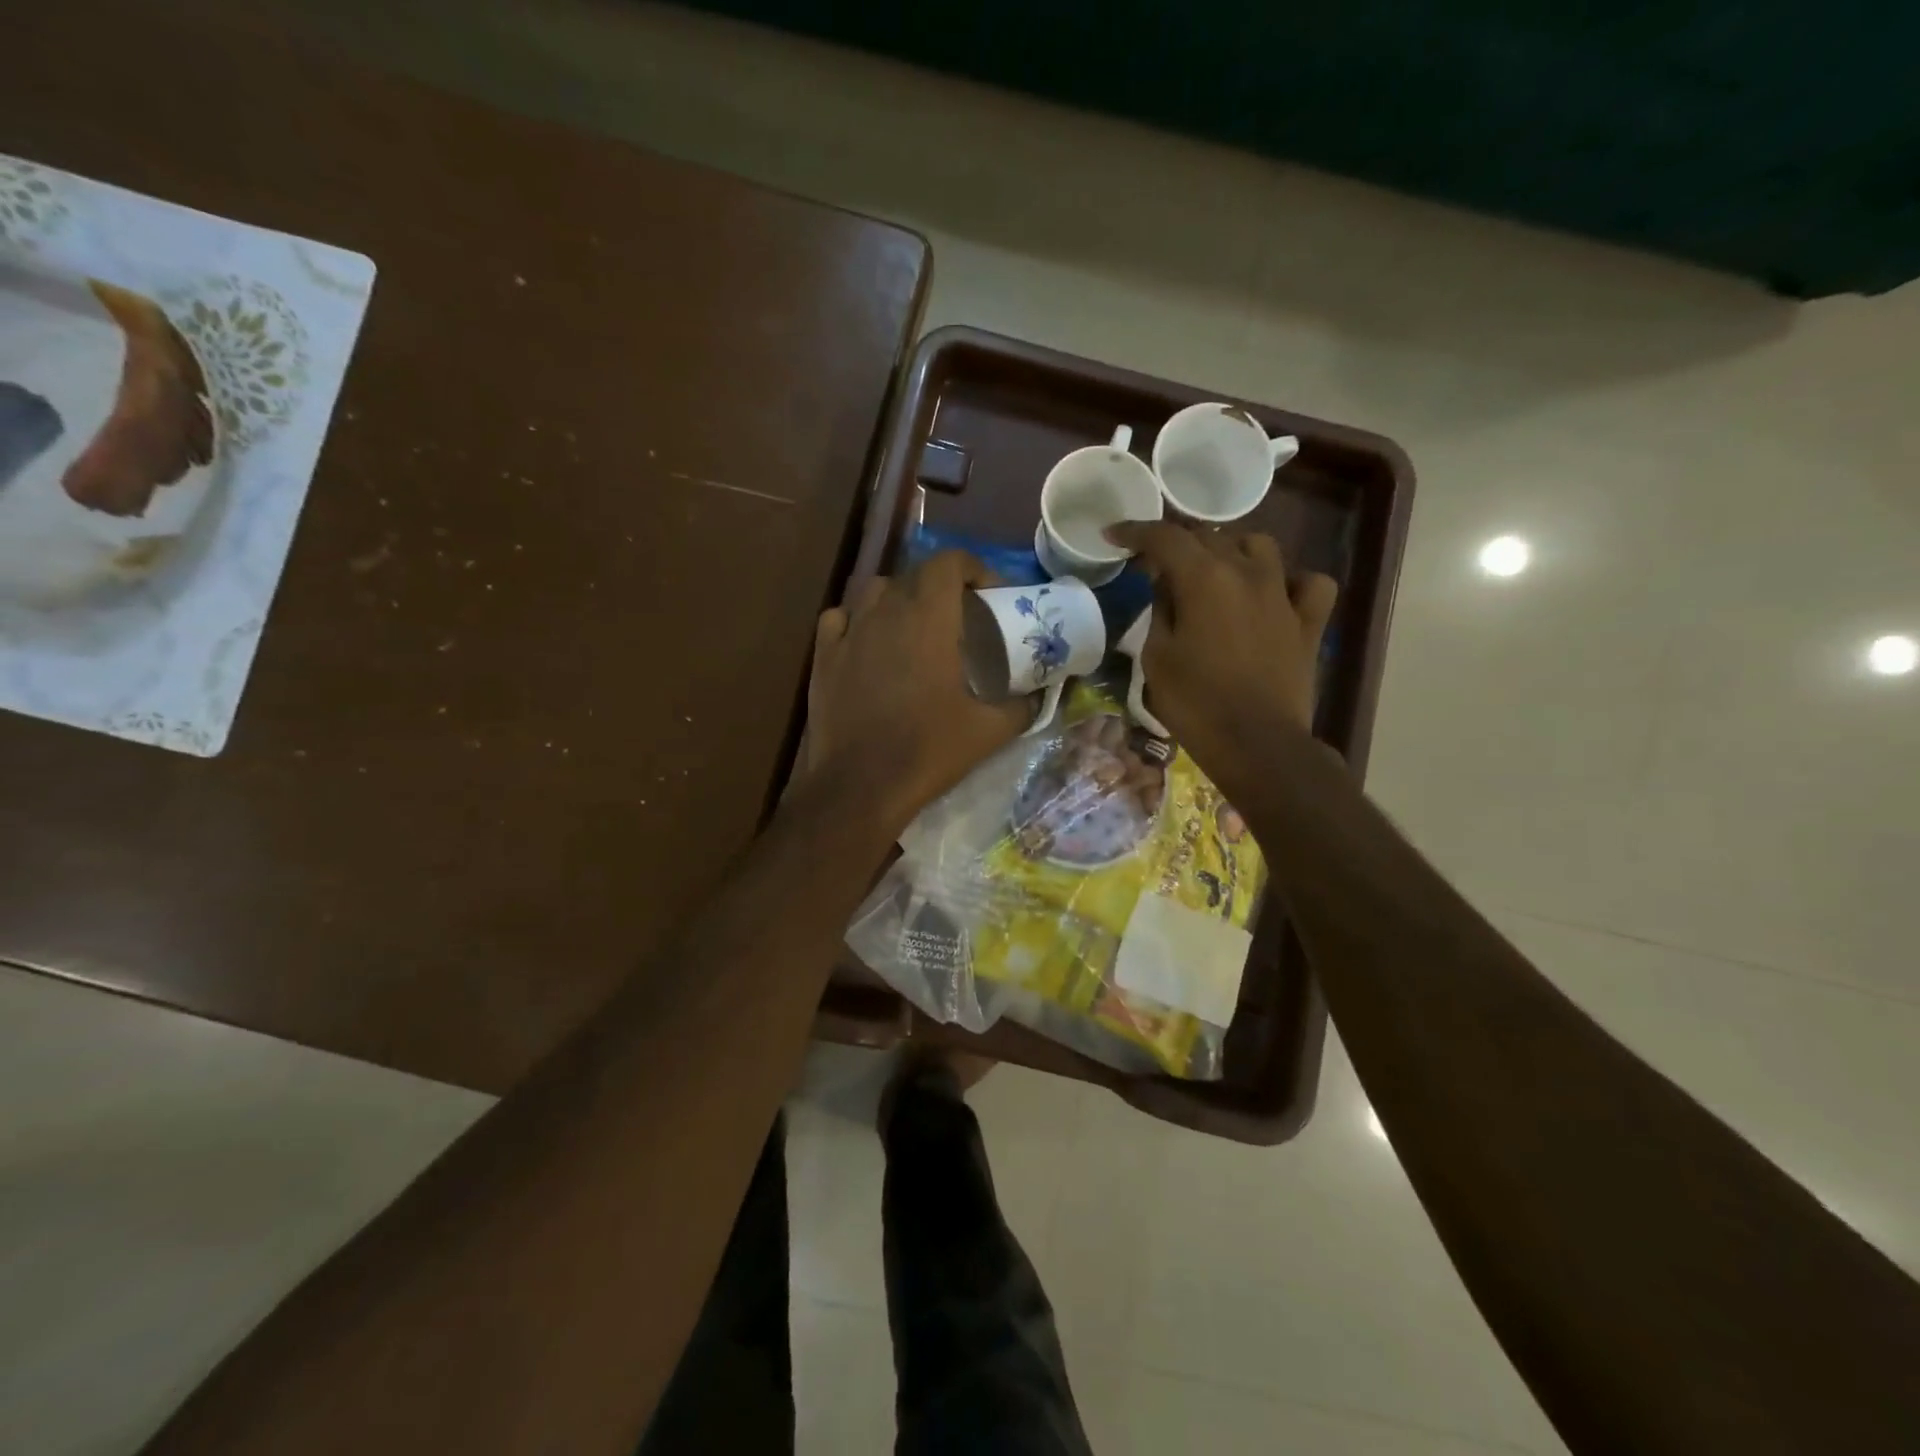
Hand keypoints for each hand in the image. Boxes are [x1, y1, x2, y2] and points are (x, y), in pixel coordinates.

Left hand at [805, 552, 1028, 830]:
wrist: (861, 785)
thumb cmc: (928, 751)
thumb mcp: (988, 731)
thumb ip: (1021, 708)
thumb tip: (1039, 698)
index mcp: (929, 619)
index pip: (949, 563)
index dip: (973, 569)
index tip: (989, 595)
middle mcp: (886, 613)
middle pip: (915, 575)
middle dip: (942, 587)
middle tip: (960, 618)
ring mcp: (849, 632)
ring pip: (875, 591)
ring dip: (900, 598)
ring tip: (914, 627)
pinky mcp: (823, 656)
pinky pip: (840, 619)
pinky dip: (858, 620)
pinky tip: (867, 642)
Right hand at [1105, 522, 1336, 781]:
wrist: (1257, 744)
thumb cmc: (1195, 703)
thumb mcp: (1157, 657)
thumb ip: (1160, 610)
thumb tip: (1166, 585)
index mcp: (1204, 578)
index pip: (1165, 538)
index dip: (1135, 532)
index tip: (1113, 534)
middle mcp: (1247, 572)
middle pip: (1209, 536)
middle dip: (1177, 542)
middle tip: (1154, 562)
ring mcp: (1283, 594)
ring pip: (1259, 546)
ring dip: (1230, 550)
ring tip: (1214, 570)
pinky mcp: (1308, 621)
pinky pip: (1308, 583)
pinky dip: (1290, 581)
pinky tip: (1276, 593)